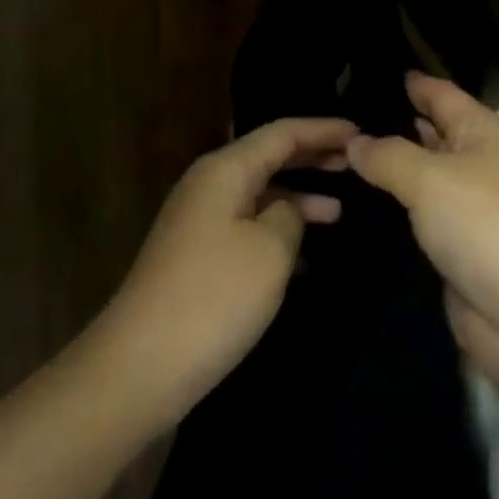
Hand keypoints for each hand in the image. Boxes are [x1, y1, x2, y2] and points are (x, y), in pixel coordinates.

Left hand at [99, 117, 354, 425]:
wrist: (139, 368)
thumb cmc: (214, 297)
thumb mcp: (271, 248)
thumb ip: (290, 215)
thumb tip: (286, 211)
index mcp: (225, 170)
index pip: (282, 133)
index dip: (323, 130)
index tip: (360, 131)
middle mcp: (210, 186)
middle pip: (269, 158)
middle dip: (312, 158)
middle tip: (355, 162)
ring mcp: (200, 223)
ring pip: (260, 195)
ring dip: (299, 200)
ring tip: (339, 213)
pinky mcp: (197, 258)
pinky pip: (248, 226)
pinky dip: (278, 232)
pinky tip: (306, 259)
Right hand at [347, 74, 498, 381]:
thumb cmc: (487, 225)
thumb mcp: (431, 178)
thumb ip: (388, 155)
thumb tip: (355, 140)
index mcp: (482, 132)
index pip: (439, 93)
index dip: (409, 81)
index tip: (365, 69)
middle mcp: (476, 163)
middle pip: (430, 133)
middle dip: (391, 123)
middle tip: (336, 115)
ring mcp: (467, 209)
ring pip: (420, 178)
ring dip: (387, 169)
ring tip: (333, 154)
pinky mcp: (457, 250)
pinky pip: (418, 218)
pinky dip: (392, 210)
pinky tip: (355, 204)